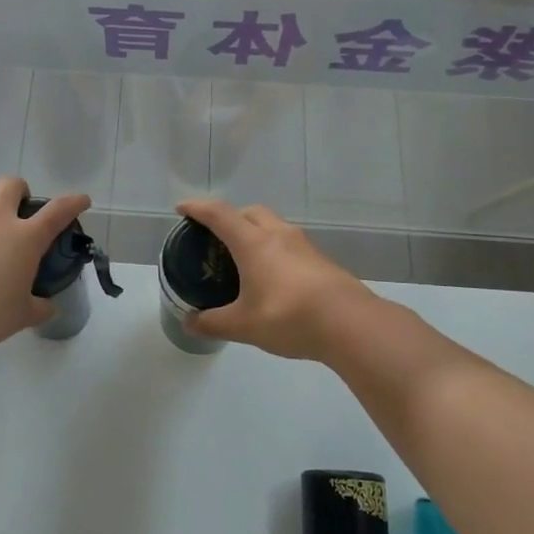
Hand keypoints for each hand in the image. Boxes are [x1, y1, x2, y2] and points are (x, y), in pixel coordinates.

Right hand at [176, 199, 377, 361]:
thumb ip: (213, 323)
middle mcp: (278, 235)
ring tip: (245, 259)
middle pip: (250, 212)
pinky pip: (290, 243)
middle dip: (230, 217)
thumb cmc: (289, 316)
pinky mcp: (321, 260)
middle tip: (217, 237)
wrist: (351, 324)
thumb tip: (188, 323)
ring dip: (255, 232)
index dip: (198, 208)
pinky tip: (273, 277)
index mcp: (253, 243)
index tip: (182, 209)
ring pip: (273, 225)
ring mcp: (304, 245)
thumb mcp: (243, 325)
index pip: (219, 214)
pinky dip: (274, 249)